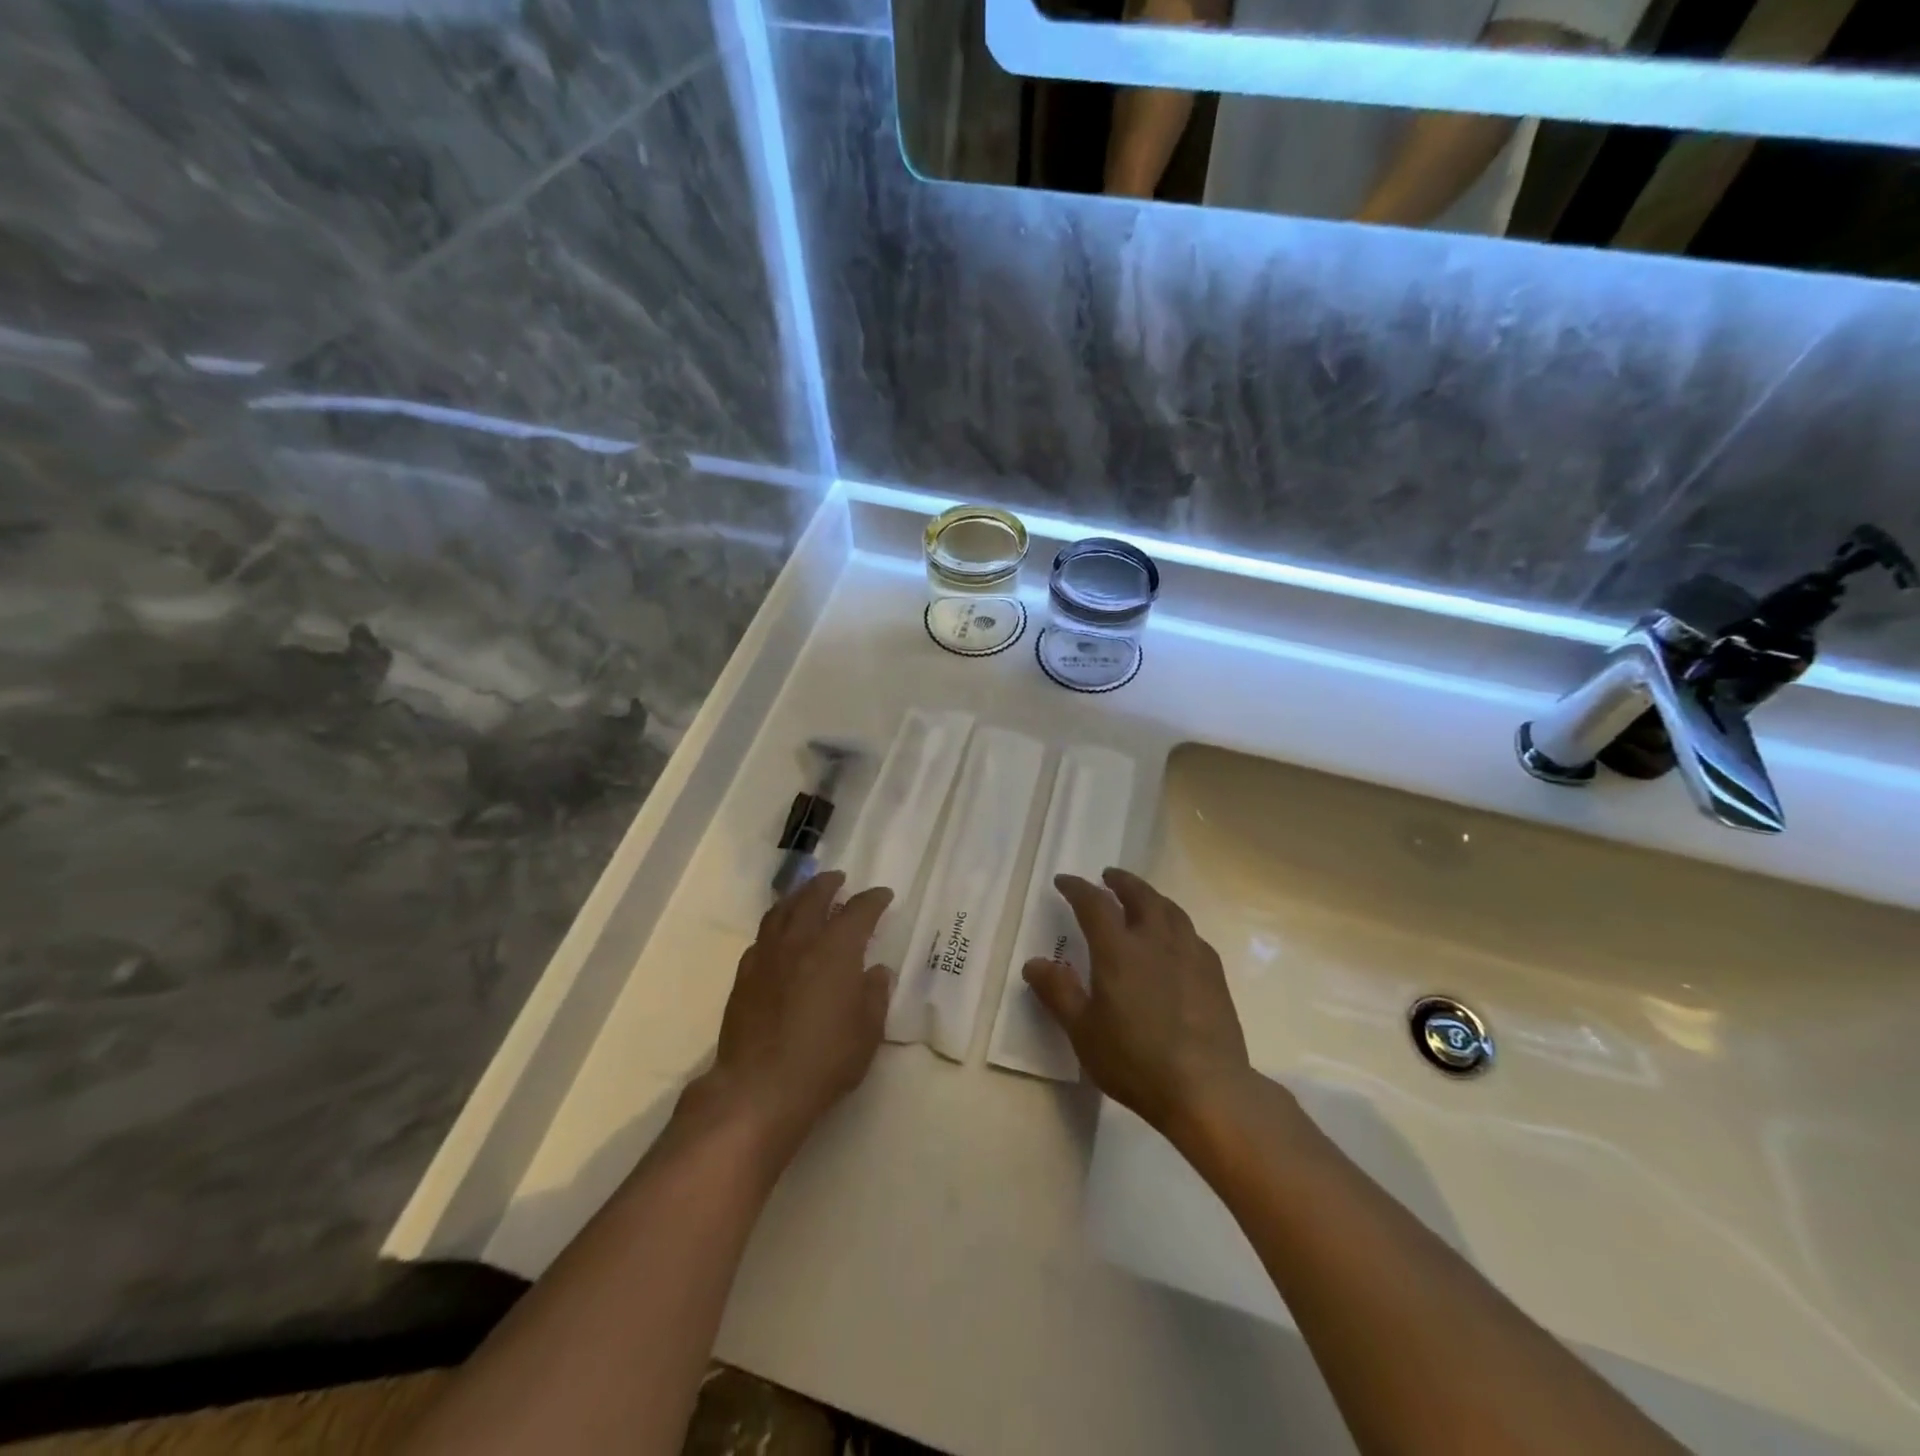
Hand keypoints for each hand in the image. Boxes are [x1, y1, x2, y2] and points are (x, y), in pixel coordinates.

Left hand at [686, 871, 893, 1161]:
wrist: (759, 1087)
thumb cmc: (825, 1059)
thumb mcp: (867, 1031)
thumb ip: (875, 994)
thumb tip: (877, 971)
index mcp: (836, 949)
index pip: (859, 911)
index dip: (873, 900)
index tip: (883, 895)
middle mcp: (801, 941)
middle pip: (813, 897)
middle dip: (828, 884)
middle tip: (838, 878)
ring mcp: (768, 956)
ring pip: (781, 911)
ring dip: (797, 896)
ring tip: (806, 895)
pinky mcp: (745, 975)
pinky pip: (762, 936)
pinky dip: (776, 926)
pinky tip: (780, 936)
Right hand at [1023, 868, 1251, 1141]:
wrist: (1207, 1088)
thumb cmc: (1135, 1060)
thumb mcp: (1083, 1032)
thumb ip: (1058, 992)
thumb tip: (1034, 963)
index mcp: (1118, 950)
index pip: (1094, 904)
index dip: (1077, 888)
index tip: (1063, 881)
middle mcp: (1155, 940)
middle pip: (1140, 895)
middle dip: (1121, 882)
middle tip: (1108, 876)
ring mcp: (1190, 954)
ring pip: (1170, 910)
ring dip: (1152, 897)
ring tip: (1143, 899)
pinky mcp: (1214, 973)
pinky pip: (1192, 935)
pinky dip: (1176, 925)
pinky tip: (1176, 939)